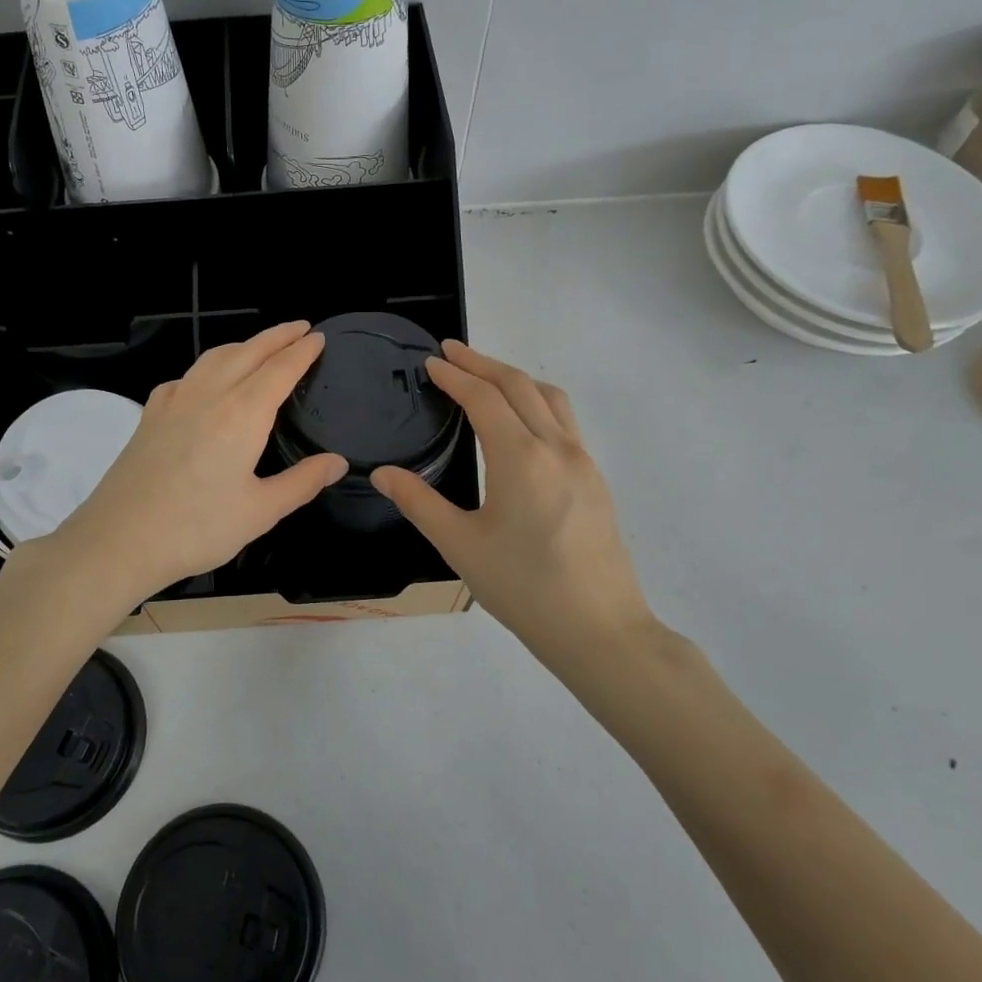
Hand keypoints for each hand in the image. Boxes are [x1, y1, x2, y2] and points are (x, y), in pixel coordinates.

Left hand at [51, 321, 347, 601]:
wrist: (119, 539)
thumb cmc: (197, 528)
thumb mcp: (261, 511)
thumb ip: (302, 482)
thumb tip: (338, 462)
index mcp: (242, 414)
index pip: (280, 369)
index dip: (302, 351)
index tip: (318, 337)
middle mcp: (209, 395)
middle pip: (248, 352)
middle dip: (277, 336)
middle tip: (299, 328)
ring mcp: (174, 401)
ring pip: (214, 357)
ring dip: (242, 345)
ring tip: (259, 346)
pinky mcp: (150, 415)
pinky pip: (185, 377)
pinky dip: (207, 367)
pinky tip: (206, 383)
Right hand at [372, 341, 659, 667]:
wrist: (599, 629)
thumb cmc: (523, 588)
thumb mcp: (460, 546)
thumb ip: (418, 503)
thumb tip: (382, 474)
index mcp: (521, 458)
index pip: (484, 398)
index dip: (455, 375)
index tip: (431, 361)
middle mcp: (557, 447)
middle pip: (520, 385)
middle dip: (482, 363)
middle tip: (450, 352)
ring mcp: (583, 462)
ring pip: (550, 398)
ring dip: (515, 378)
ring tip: (485, 377)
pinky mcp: (596, 480)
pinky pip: (565, 421)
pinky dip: (537, 402)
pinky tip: (521, 423)